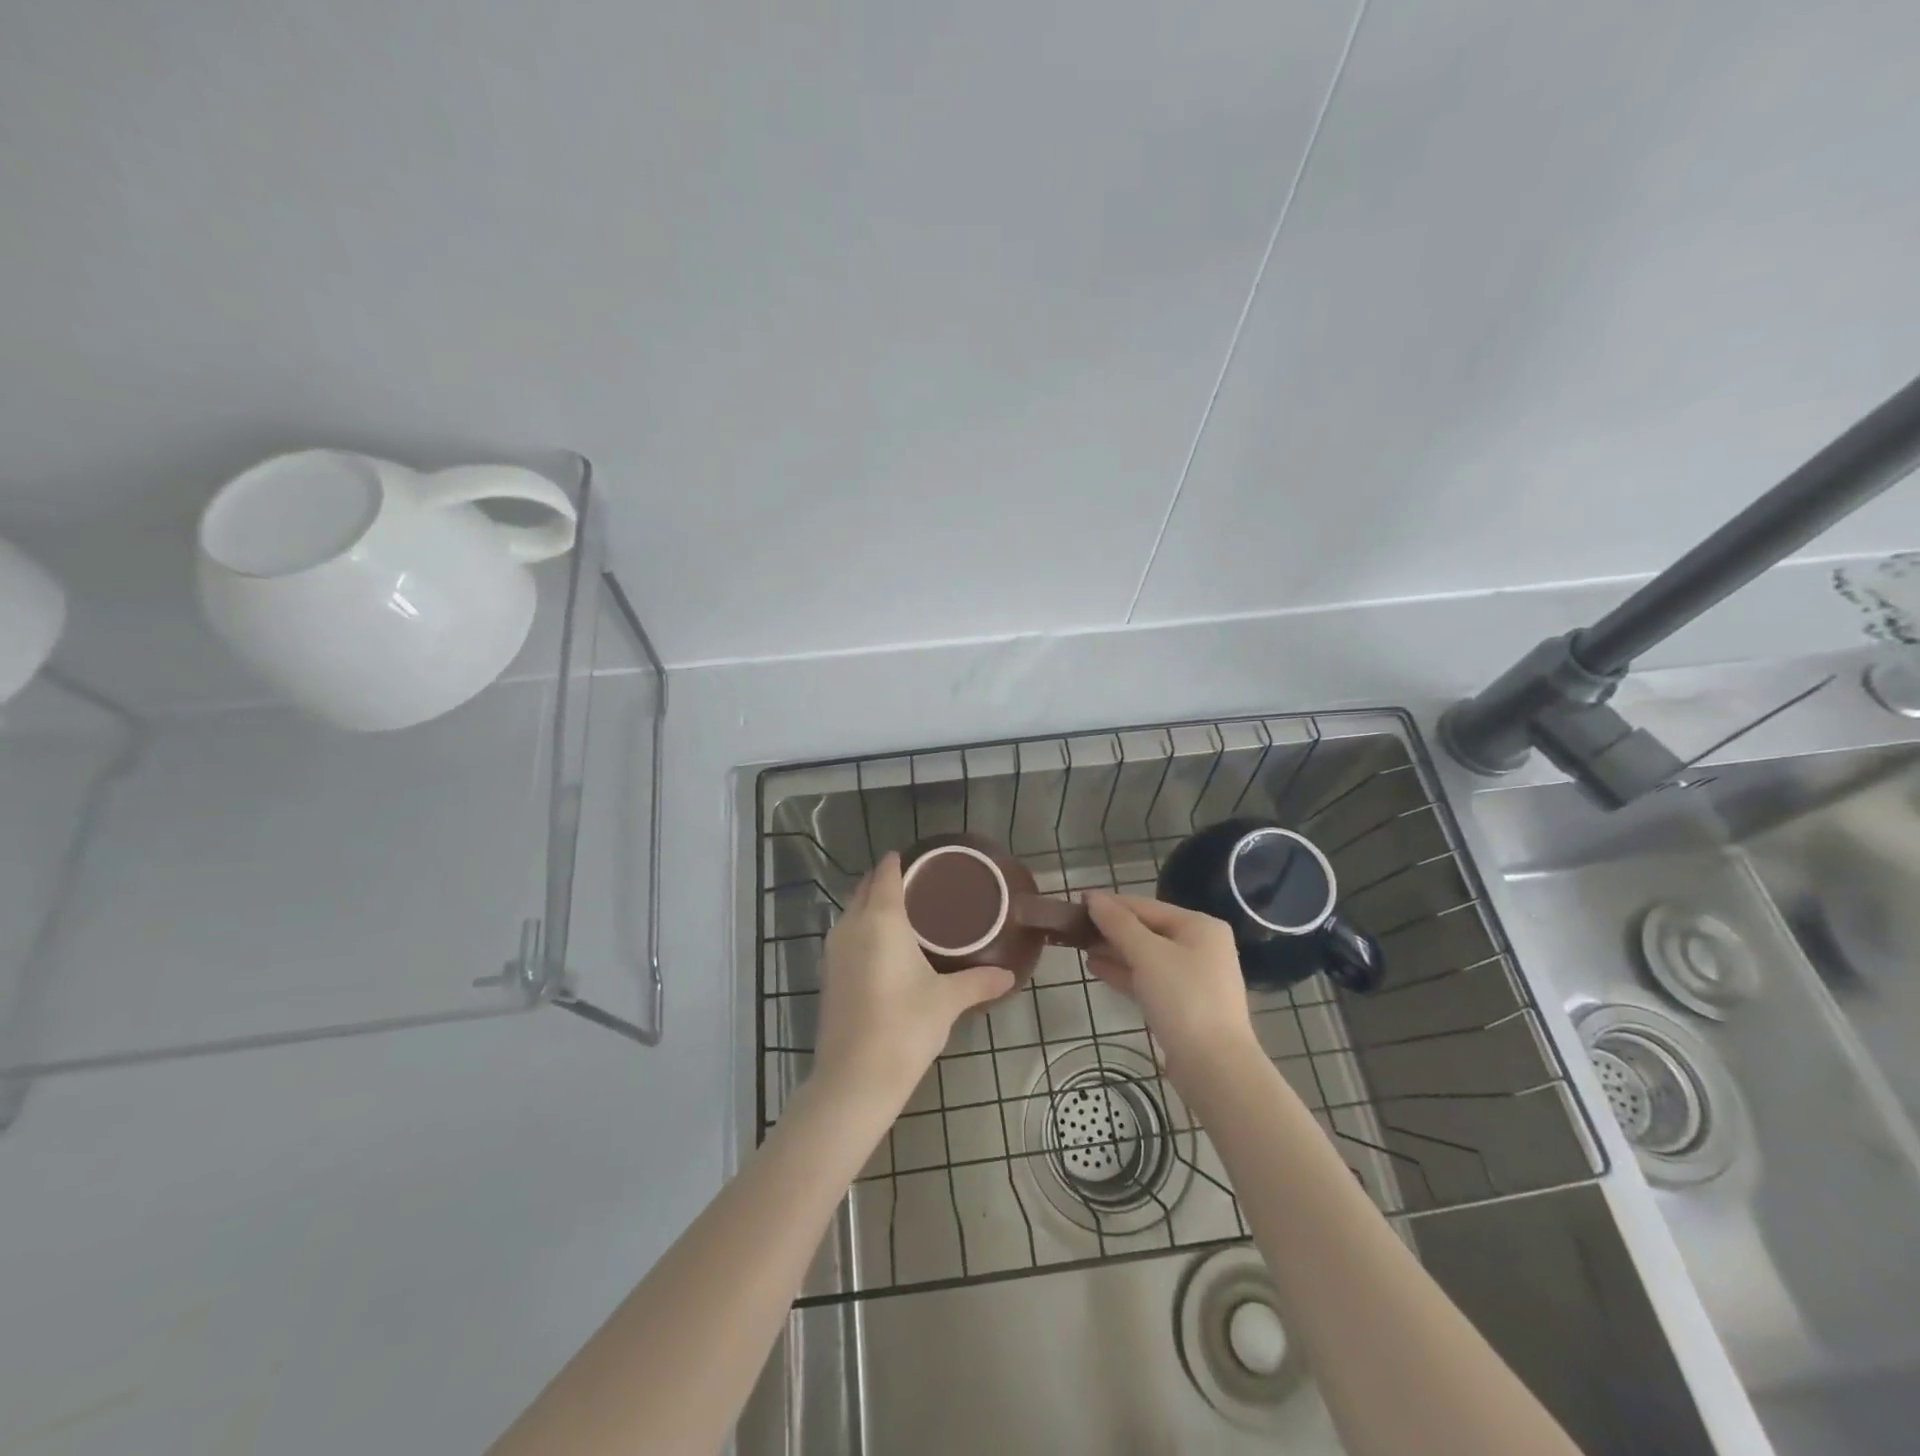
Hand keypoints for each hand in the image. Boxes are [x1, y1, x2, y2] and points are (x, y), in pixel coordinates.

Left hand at [814, 853, 1014, 1108]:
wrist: (854, 1078)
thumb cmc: (905, 1027)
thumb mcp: (947, 1002)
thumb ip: (978, 982)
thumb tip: (1009, 976)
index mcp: (882, 919)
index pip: (886, 874)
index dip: (899, 862)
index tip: (919, 860)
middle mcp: (852, 925)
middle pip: (866, 888)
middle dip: (886, 880)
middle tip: (918, 885)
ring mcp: (834, 950)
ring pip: (852, 911)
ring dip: (871, 904)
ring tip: (903, 913)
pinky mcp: (828, 974)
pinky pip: (846, 934)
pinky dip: (862, 928)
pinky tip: (883, 947)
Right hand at [1085, 893, 1256, 1071]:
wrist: (1215, 1067)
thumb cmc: (1183, 999)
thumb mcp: (1147, 955)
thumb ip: (1118, 924)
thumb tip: (1093, 898)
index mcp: (1199, 926)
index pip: (1146, 906)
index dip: (1111, 903)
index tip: (1077, 901)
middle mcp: (1200, 947)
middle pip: (1147, 930)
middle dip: (1111, 929)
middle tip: (1074, 928)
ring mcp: (1193, 978)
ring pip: (1146, 956)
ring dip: (1114, 951)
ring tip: (1080, 947)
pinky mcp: (1183, 1005)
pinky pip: (1149, 979)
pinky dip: (1124, 972)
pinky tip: (1096, 969)